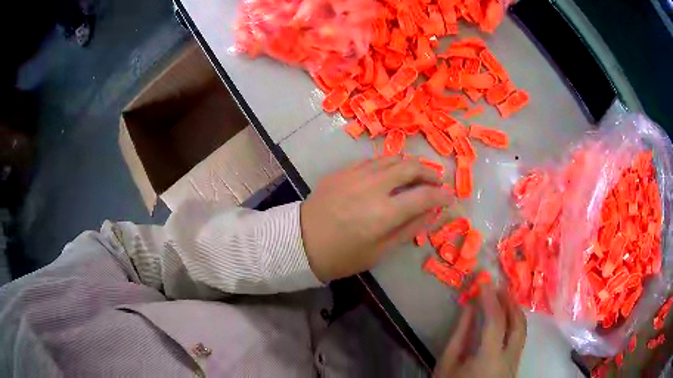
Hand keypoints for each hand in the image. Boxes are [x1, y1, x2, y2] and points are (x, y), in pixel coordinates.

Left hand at [300, 156, 451, 281]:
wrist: (300, 242)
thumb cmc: (342, 256)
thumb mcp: (379, 251)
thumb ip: (409, 229)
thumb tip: (432, 213)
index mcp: (383, 213)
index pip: (423, 196)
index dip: (441, 195)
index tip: (450, 196)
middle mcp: (372, 187)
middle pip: (410, 167)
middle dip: (429, 172)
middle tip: (437, 180)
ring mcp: (355, 175)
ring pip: (391, 158)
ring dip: (410, 164)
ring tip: (418, 173)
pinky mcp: (342, 171)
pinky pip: (372, 160)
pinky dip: (388, 163)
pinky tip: (391, 172)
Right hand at [434, 284, 526, 377]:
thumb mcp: (448, 363)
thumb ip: (460, 335)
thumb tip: (469, 308)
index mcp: (489, 358)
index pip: (496, 321)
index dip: (490, 300)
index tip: (484, 284)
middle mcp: (509, 358)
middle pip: (518, 324)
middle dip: (510, 302)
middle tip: (500, 287)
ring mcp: (515, 362)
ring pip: (522, 331)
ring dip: (515, 312)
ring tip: (504, 299)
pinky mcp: (515, 365)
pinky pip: (519, 339)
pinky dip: (514, 324)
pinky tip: (505, 320)